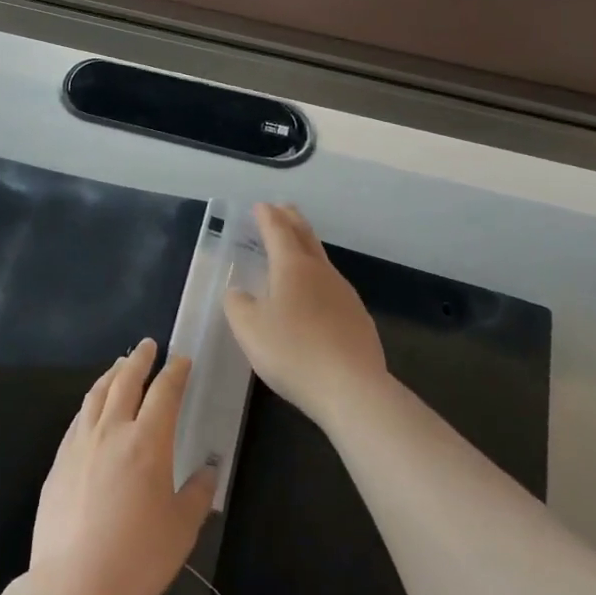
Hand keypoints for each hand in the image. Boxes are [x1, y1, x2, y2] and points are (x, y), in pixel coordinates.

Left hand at [28, 339, 215, 594]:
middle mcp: (111, 431)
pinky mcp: (59, 462)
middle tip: (148, 345)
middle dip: (140, 359)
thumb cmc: (137, 558)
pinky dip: (91, 402)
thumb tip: (208, 469)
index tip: (182, 360)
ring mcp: (80, 443)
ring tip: (120, 366)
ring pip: (97, 394)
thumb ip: (198, 493)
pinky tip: (93, 408)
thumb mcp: (182, 529)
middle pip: (125, 380)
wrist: (73, 586)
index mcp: (147, 441)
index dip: (175, 372)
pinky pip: (79, 418)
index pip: (164, 392)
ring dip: (112, 374)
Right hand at [223, 203, 387, 432]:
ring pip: (322, 261)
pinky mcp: (358, 318)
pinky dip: (319, 279)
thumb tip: (238, 292)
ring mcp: (344, 294)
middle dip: (292, 220)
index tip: (261, 206)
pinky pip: (333, 287)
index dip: (267, 217)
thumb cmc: (293, 351)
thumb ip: (237, 304)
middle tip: (284, 208)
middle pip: (306, 237)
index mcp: (292, 266)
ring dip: (307, 248)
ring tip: (297, 248)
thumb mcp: (249, 328)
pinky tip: (316, 295)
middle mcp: (321, 272)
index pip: (278, 231)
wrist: (352, 388)